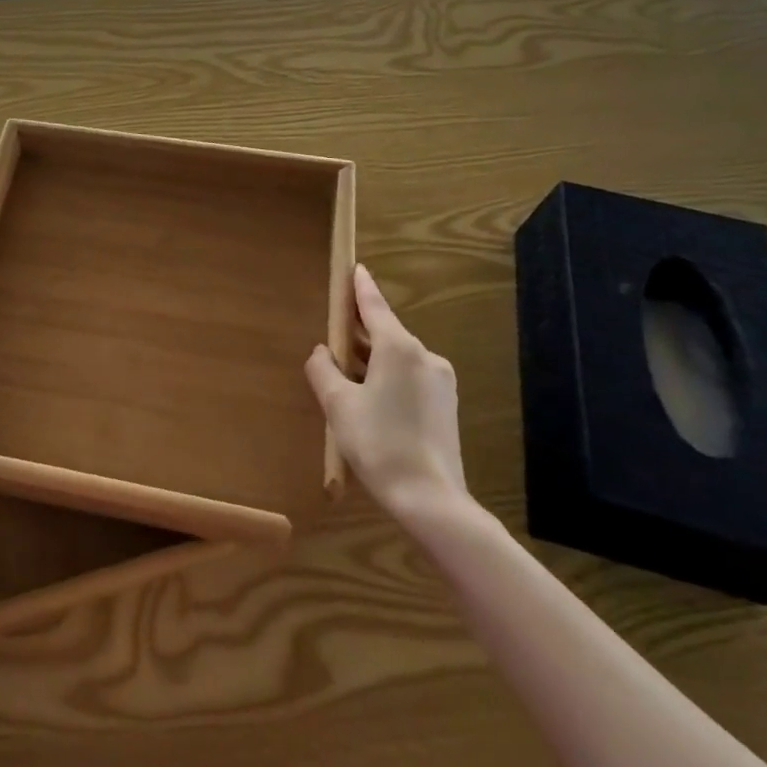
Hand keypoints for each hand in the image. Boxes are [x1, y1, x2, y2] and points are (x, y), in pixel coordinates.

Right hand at [306, 264, 467, 520]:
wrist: (430, 498)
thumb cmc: (378, 442)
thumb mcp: (338, 404)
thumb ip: (323, 370)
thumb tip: (321, 352)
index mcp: (399, 348)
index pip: (375, 307)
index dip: (361, 287)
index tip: (355, 268)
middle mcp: (425, 357)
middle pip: (386, 333)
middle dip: (360, 332)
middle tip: (334, 332)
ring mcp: (440, 382)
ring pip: (398, 359)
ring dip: (371, 360)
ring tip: (344, 372)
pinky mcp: (445, 406)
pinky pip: (409, 379)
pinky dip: (387, 378)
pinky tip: (369, 398)